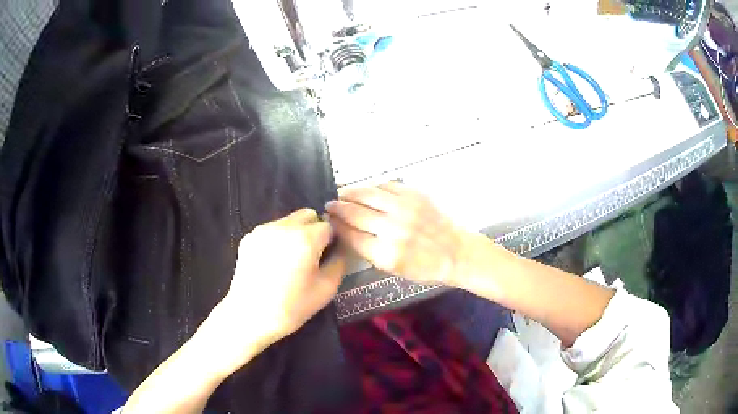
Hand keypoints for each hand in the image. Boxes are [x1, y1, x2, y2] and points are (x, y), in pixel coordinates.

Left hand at [204, 209, 344, 374]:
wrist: (249, 317)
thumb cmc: (291, 307)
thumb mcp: (326, 289)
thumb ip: (339, 262)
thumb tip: (339, 248)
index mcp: (305, 238)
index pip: (328, 225)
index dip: (332, 240)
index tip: (327, 256)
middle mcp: (283, 226)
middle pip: (307, 215)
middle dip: (314, 230)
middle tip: (310, 256)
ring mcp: (262, 230)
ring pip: (288, 220)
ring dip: (295, 233)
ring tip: (289, 260)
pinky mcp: (248, 238)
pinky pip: (271, 230)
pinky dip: (277, 239)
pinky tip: (272, 263)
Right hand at [326, 182, 475, 285]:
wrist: (454, 252)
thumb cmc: (423, 267)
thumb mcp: (392, 270)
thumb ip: (367, 251)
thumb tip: (346, 231)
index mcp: (385, 254)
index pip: (350, 235)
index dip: (335, 226)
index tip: (328, 221)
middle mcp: (392, 230)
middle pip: (354, 213)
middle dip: (338, 208)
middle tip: (329, 205)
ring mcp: (404, 209)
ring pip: (367, 194)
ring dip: (350, 193)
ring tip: (343, 194)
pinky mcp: (415, 196)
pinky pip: (386, 185)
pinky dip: (372, 187)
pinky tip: (367, 191)